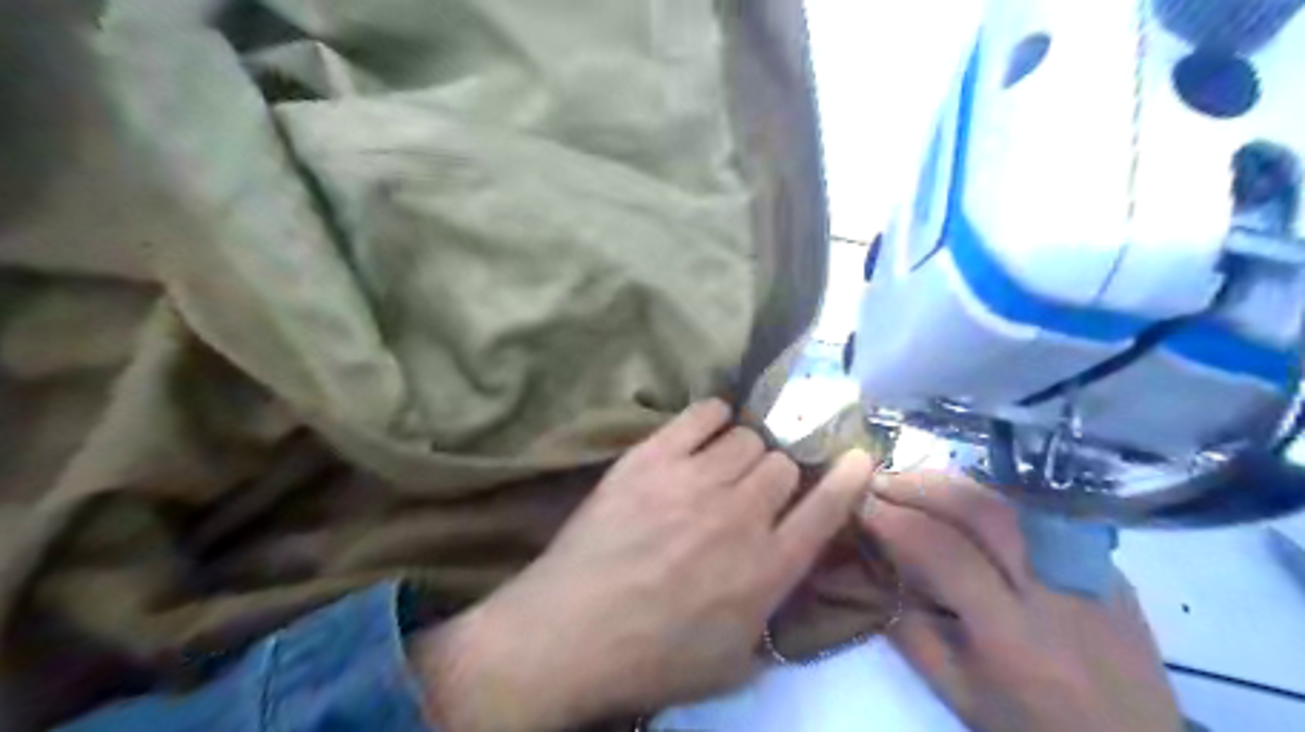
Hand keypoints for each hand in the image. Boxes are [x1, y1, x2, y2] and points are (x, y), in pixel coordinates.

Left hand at [413, 401, 870, 731]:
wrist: (571, 631)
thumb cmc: (651, 658)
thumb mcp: (731, 666)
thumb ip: (770, 625)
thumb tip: (781, 588)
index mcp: (767, 569)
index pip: (826, 509)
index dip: (848, 479)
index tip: (859, 456)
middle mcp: (742, 515)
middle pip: (782, 464)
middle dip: (775, 475)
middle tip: (751, 491)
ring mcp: (696, 480)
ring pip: (746, 437)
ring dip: (742, 451)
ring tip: (720, 467)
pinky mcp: (653, 457)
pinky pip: (703, 413)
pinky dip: (712, 416)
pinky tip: (705, 429)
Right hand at [865, 471, 1190, 728]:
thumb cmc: (1034, 727)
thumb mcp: (959, 694)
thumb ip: (909, 632)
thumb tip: (869, 573)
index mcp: (1012, 632)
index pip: (940, 550)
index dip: (891, 518)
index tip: (854, 502)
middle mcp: (1053, 587)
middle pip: (978, 508)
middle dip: (916, 485)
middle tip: (875, 481)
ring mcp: (1087, 567)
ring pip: (1008, 499)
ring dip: (949, 482)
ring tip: (909, 482)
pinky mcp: (1104, 559)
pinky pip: (1035, 510)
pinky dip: (987, 496)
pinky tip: (961, 500)